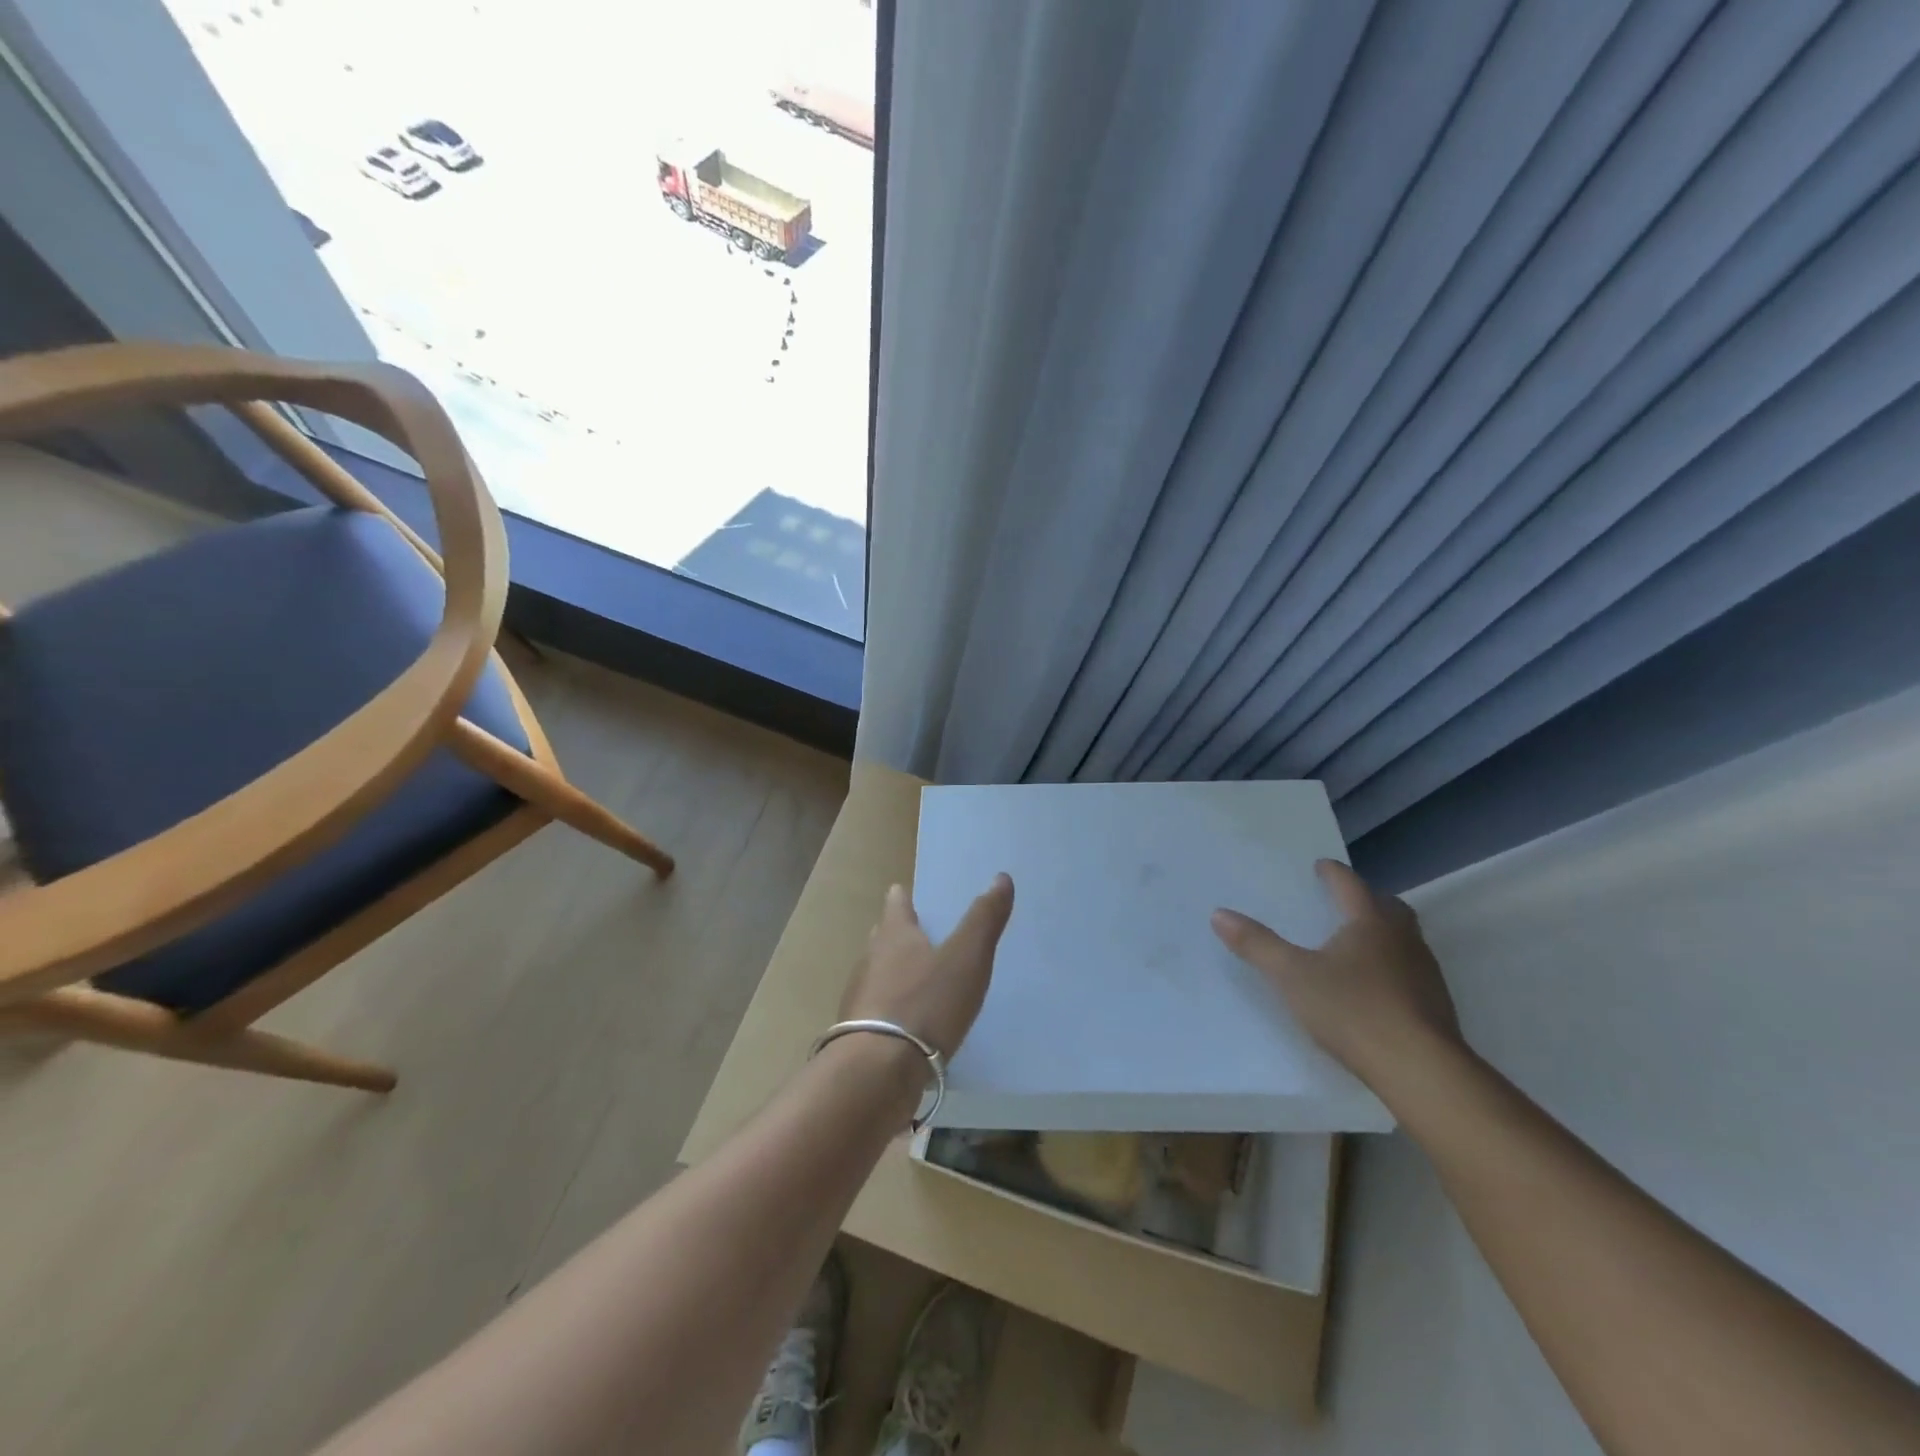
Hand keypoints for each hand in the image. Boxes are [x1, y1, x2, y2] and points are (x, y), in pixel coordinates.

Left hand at [840, 875, 1014, 1059]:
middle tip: (919, 934)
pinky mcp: (859, 1035)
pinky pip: (879, 1012)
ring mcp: (860, 998)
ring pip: (878, 975)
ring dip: (895, 974)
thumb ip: (984, 919)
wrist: (877, 1071)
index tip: (906, 892)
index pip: (896, 904)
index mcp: (894, 934)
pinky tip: (910, 1025)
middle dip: (898, 934)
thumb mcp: (966, 958)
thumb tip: (1001, 877)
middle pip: (883, 938)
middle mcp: (870, 959)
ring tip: (920, 981)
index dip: (903, 897)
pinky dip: (894, 1010)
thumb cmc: (925, 1004)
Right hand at [1211, 859, 1462, 1094]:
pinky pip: (1412, 971)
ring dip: (1384, 934)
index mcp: (1370, 923)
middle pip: (1389, 908)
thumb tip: (1219, 914)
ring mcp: (1426, 974)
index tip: (1321, 866)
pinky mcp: (1436, 1006)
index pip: (1351, 886)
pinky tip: (1376, 987)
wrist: (1421, 1071)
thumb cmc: (1353, 1010)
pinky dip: (1393, 967)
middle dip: (1367, 899)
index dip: (1333, 874)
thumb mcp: (1292, 976)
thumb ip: (1256, 944)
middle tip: (1345, 901)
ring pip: (1405, 940)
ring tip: (1358, 944)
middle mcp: (1403, 940)